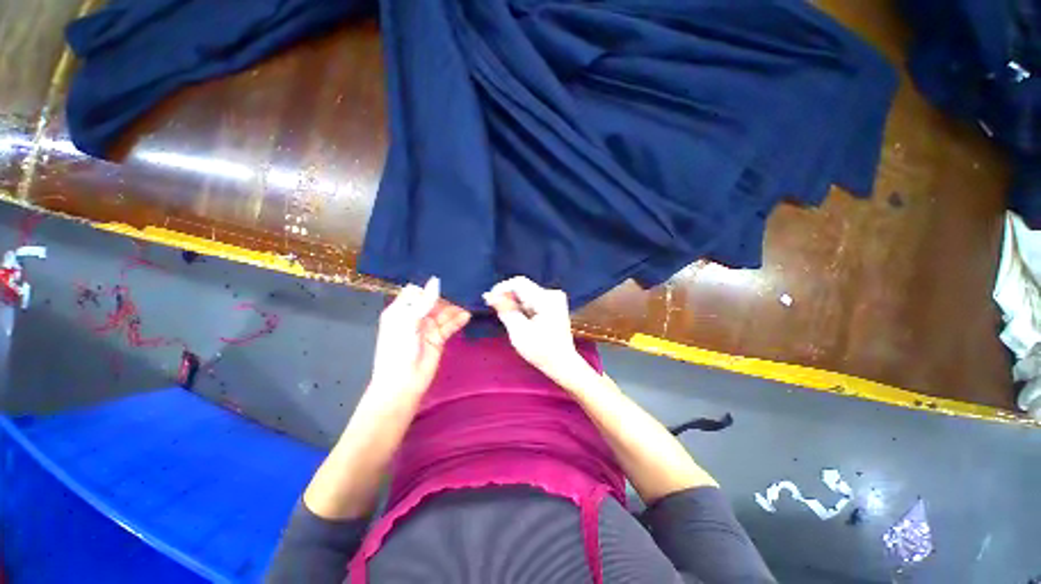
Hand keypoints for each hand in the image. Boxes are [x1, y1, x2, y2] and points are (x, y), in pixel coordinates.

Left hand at [367, 277, 470, 406]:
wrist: (403, 383)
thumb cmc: (398, 349)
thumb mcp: (408, 321)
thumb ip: (424, 302)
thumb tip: (436, 280)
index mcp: (400, 310)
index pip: (415, 292)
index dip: (427, 289)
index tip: (443, 283)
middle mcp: (414, 316)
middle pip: (432, 301)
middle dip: (445, 297)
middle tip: (461, 290)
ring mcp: (427, 327)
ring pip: (443, 313)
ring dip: (454, 309)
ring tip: (467, 304)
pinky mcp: (438, 338)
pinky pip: (449, 325)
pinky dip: (458, 320)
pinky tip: (466, 316)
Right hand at [483, 276, 588, 382]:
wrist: (563, 363)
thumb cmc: (541, 351)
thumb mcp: (519, 332)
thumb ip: (505, 310)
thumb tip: (490, 295)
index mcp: (546, 299)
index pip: (519, 283)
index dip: (501, 289)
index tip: (489, 301)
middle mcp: (552, 294)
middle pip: (523, 288)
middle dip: (508, 298)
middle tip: (497, 313)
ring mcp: (555, 299)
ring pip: (526, 294)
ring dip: (515, 304)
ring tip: (511, 321)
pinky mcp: (553, 304)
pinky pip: (532, 300)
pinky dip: (523, 308)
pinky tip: (521, 321)